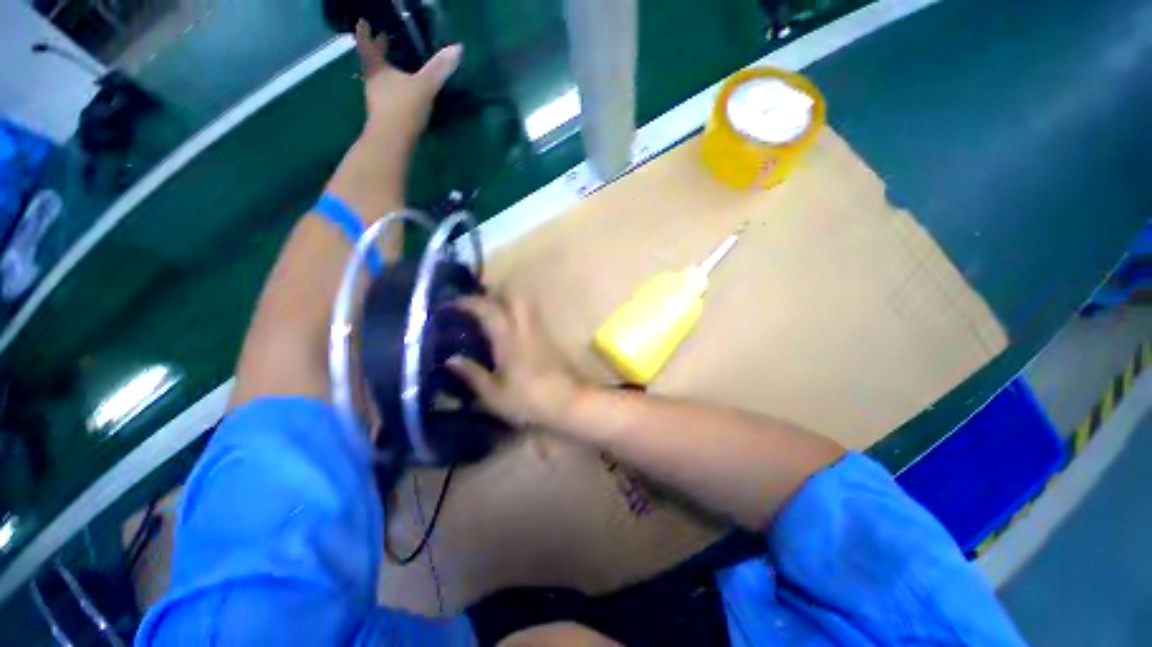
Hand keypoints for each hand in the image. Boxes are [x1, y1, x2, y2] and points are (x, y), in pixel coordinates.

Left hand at [354, 19, 460, 150]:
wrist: (393, 141)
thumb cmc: (404, 107)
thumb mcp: (425, 85)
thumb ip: (439, 68)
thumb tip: (458, 48)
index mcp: (377, 69)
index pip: (368, 45)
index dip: (366, 33)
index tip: (363, 22)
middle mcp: (373, 82)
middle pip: (372, 62)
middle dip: (376, 51)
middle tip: (382, 39)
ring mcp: (377, 100)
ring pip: (379, 79)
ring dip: (385, 71)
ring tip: (393, 66)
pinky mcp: (385, 116)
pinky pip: (387, 96)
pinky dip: (392, 89)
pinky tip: (401, 93)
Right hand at [447, 295, 589, 429]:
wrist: (569, 402)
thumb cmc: (529, 401)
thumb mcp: (495, 395)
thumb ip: (473, 375)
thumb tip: (450, 359)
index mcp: (508, 339)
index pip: (488, 309)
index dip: (468, 302)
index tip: (451, 303)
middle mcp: (525, 328)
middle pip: (514, 295)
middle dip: (494, 292)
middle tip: (477, 303)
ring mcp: (540, 331)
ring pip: (525, 303)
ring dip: (507, 300)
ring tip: (491, 312)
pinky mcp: (549, 338)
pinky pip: (531, 315)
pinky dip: (518, 313)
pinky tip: (509, 328)